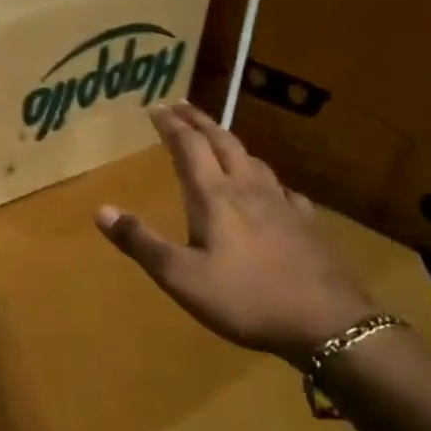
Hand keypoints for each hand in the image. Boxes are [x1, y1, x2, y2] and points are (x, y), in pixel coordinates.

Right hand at [95, 101, 372, 366]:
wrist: (328, 325)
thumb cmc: (245, 298)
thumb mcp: (180, 276)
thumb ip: (141, 242)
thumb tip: (101, 210)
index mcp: (215, 197)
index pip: (190, 147)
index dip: (172, 125)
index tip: (156, 107)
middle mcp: (249, 190)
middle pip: (224, 143)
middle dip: (200, 122)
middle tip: (183, 106)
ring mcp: (283, 205)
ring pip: (254, 161)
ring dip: (231, 143)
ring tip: (219, 140)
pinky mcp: (308, 225)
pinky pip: (283, 189)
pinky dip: (265, 178)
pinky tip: (271, 189)